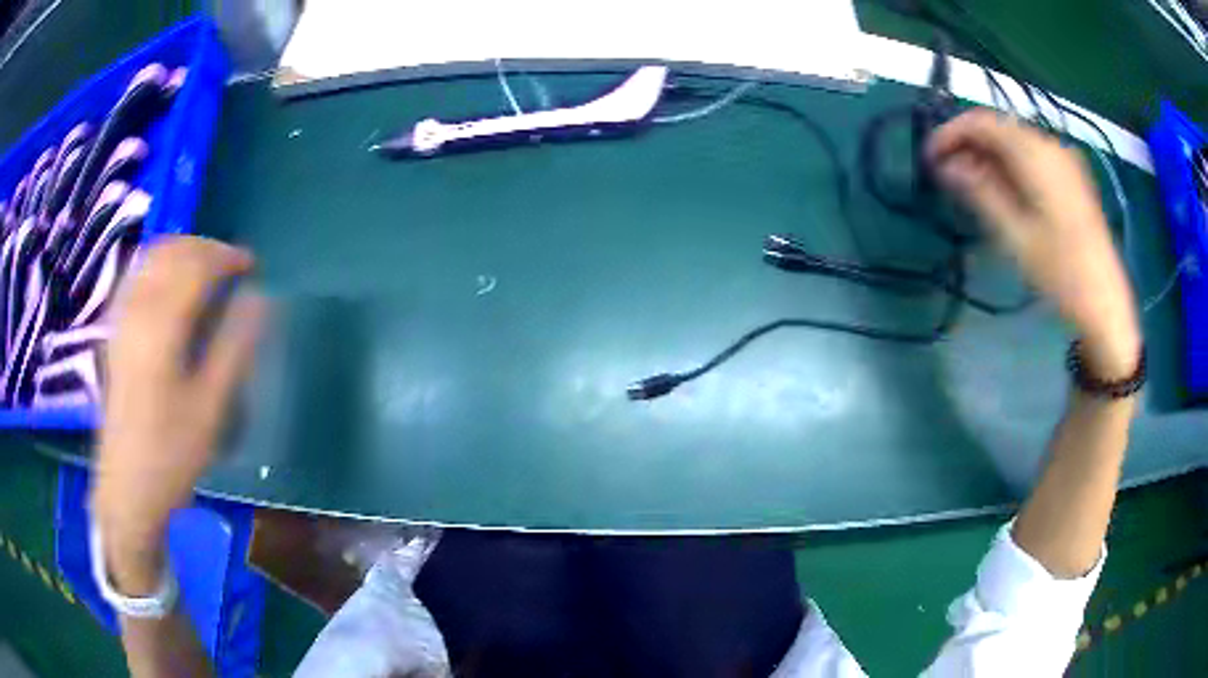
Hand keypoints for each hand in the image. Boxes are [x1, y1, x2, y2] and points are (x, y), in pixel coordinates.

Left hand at [92, 237, 264, 590]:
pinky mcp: (114, 331)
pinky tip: (170, 286)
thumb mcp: (211, 408)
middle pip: (172, 252)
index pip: (197, 265)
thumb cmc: (172, 454)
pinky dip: (159, 267)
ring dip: (182, 253)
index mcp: (162, 325)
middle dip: (206, 249)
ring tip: (206, 271)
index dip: (228, 257)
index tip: (253, 266)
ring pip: (152, 258)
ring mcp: (121, 318)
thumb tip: (260, 299)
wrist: (127, 488)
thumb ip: (235, 347)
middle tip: (233, 267)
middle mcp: (137, 309)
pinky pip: (137, 276)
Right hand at [928, 108, 1140, 378]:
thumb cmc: (1060, 272)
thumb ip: (979, 191)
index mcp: (1035, 153)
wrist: (1106, 301)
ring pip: (1015, 140)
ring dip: (989, 154)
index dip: (950, 133)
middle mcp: (1049, 144)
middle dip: (969, 143)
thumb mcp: (1015, 235)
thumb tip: (945, 165)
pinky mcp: (1071, 176)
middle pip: (999, 127)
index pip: (982, 122)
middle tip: (947, 173)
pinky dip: (1010, 163)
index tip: (929, 157)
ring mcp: (1064, 159)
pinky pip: (1032, 155)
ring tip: (970, 183)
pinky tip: (1002, 188)